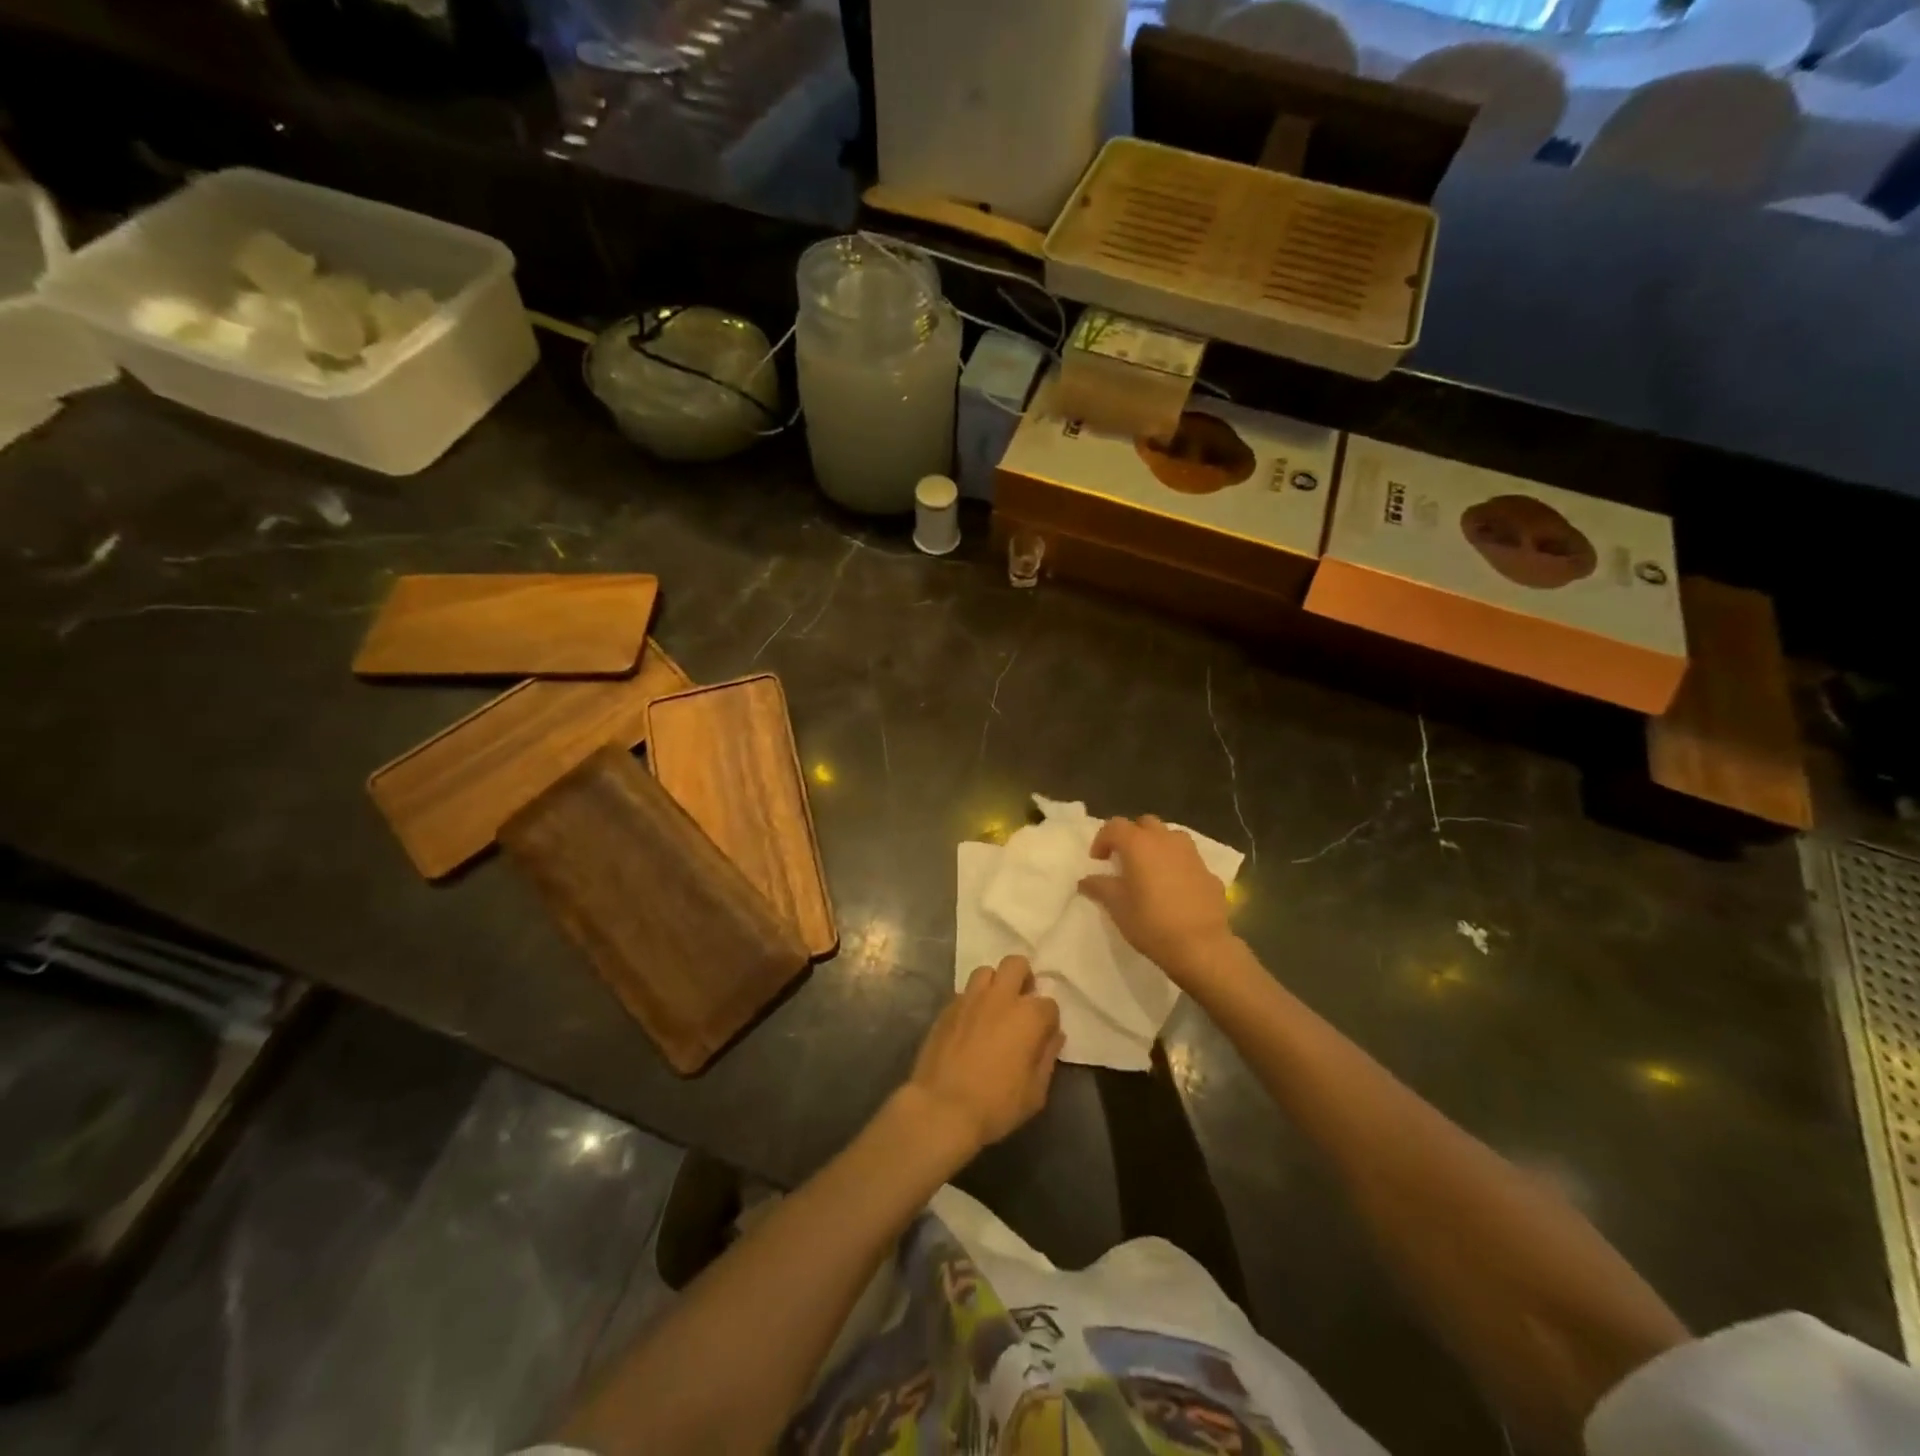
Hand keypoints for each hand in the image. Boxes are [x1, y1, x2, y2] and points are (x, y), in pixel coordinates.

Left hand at [904, 955, 1062, 1155]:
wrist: (942, 1107)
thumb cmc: (996, 1104)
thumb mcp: (1035, 1092)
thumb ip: (1047, 1058)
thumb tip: (1054, 1036)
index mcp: (1028, 1016)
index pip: (1049, 1004)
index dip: (1049, 1020)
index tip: (1044, 1036)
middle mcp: (1000, 997)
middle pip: (1016, 964)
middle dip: (1023, 978)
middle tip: (1021, 1003)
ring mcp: (970, 999)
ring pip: (986, 971)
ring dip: (995, 985)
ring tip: (994, 1008)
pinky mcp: (946, 1008)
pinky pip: (964, 992)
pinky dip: (972, 1002)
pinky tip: (971, 1023)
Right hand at [1078, 815, 1235, 979]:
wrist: (1201, 946)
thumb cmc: (1151, 922)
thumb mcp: (1117, 907)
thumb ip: (1099, 887)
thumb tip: (1086, 880)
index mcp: (1139, 844)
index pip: (1114, 826)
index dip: (1102, 840)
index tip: (1098, 861)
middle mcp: (1166, 840)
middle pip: (1145, 824)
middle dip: (1132, 836)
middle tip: (1125, 860)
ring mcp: (1192, 855)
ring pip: (1171, 837)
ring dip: (1157, 846)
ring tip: (1151, 870)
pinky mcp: (1209, 872)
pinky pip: (1188, 860)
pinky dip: (1178, 866)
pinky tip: (1175, 889)